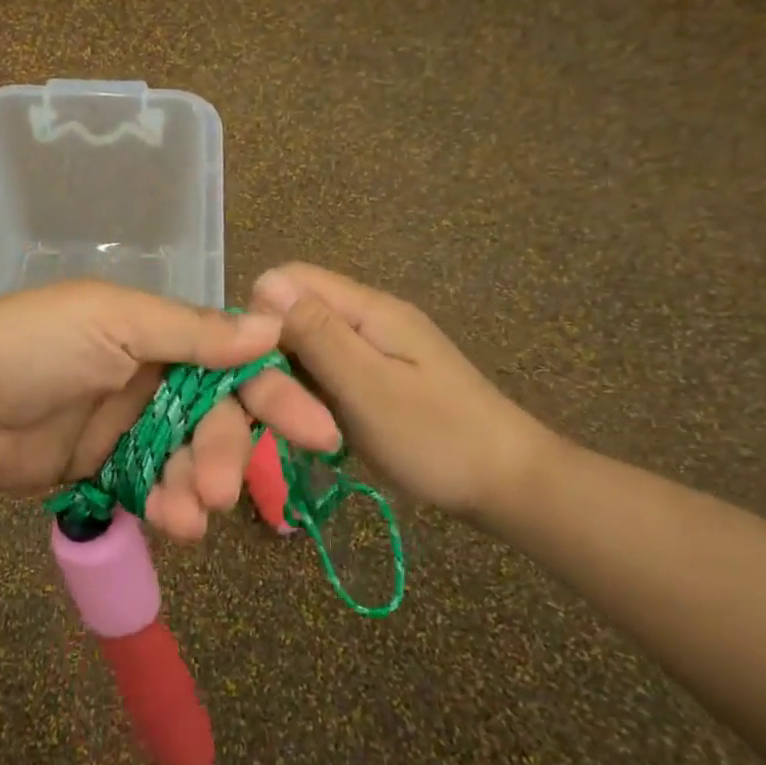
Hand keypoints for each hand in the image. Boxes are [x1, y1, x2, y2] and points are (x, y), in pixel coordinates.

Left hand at [0, 281, 342, 540]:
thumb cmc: (33, 346)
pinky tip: (166, 523)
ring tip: (185, 516)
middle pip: (215, 419)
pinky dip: (164, 507)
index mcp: (157, 333)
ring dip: (194, 489)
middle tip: (220, 490)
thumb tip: (271, 328)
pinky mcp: (102, 468)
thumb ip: (191, 332)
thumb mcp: (113, 323)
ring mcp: (126, 426)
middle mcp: (150, 377)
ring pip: (186, 461)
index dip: (274, 394)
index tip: (317, 432)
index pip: (233, 362)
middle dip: (225, 454)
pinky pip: (150, 489)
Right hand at [249, 263, 554, 519]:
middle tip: (283, 410)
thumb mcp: (368, 386)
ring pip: (305, 347)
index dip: (259, 316)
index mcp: (368, 309)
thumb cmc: (437, 437)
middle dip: (273, 356)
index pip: (288, 280)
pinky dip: (311, 396)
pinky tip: (318, 426)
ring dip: (292, 381)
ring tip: (303, 423)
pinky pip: (325, 372)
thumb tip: (263, 283)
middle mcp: (368, 318)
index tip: (255, 368)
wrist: (510, 485)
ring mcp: (374, 349)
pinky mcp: (377, 378)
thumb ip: (316, 334)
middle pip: (294, 313)